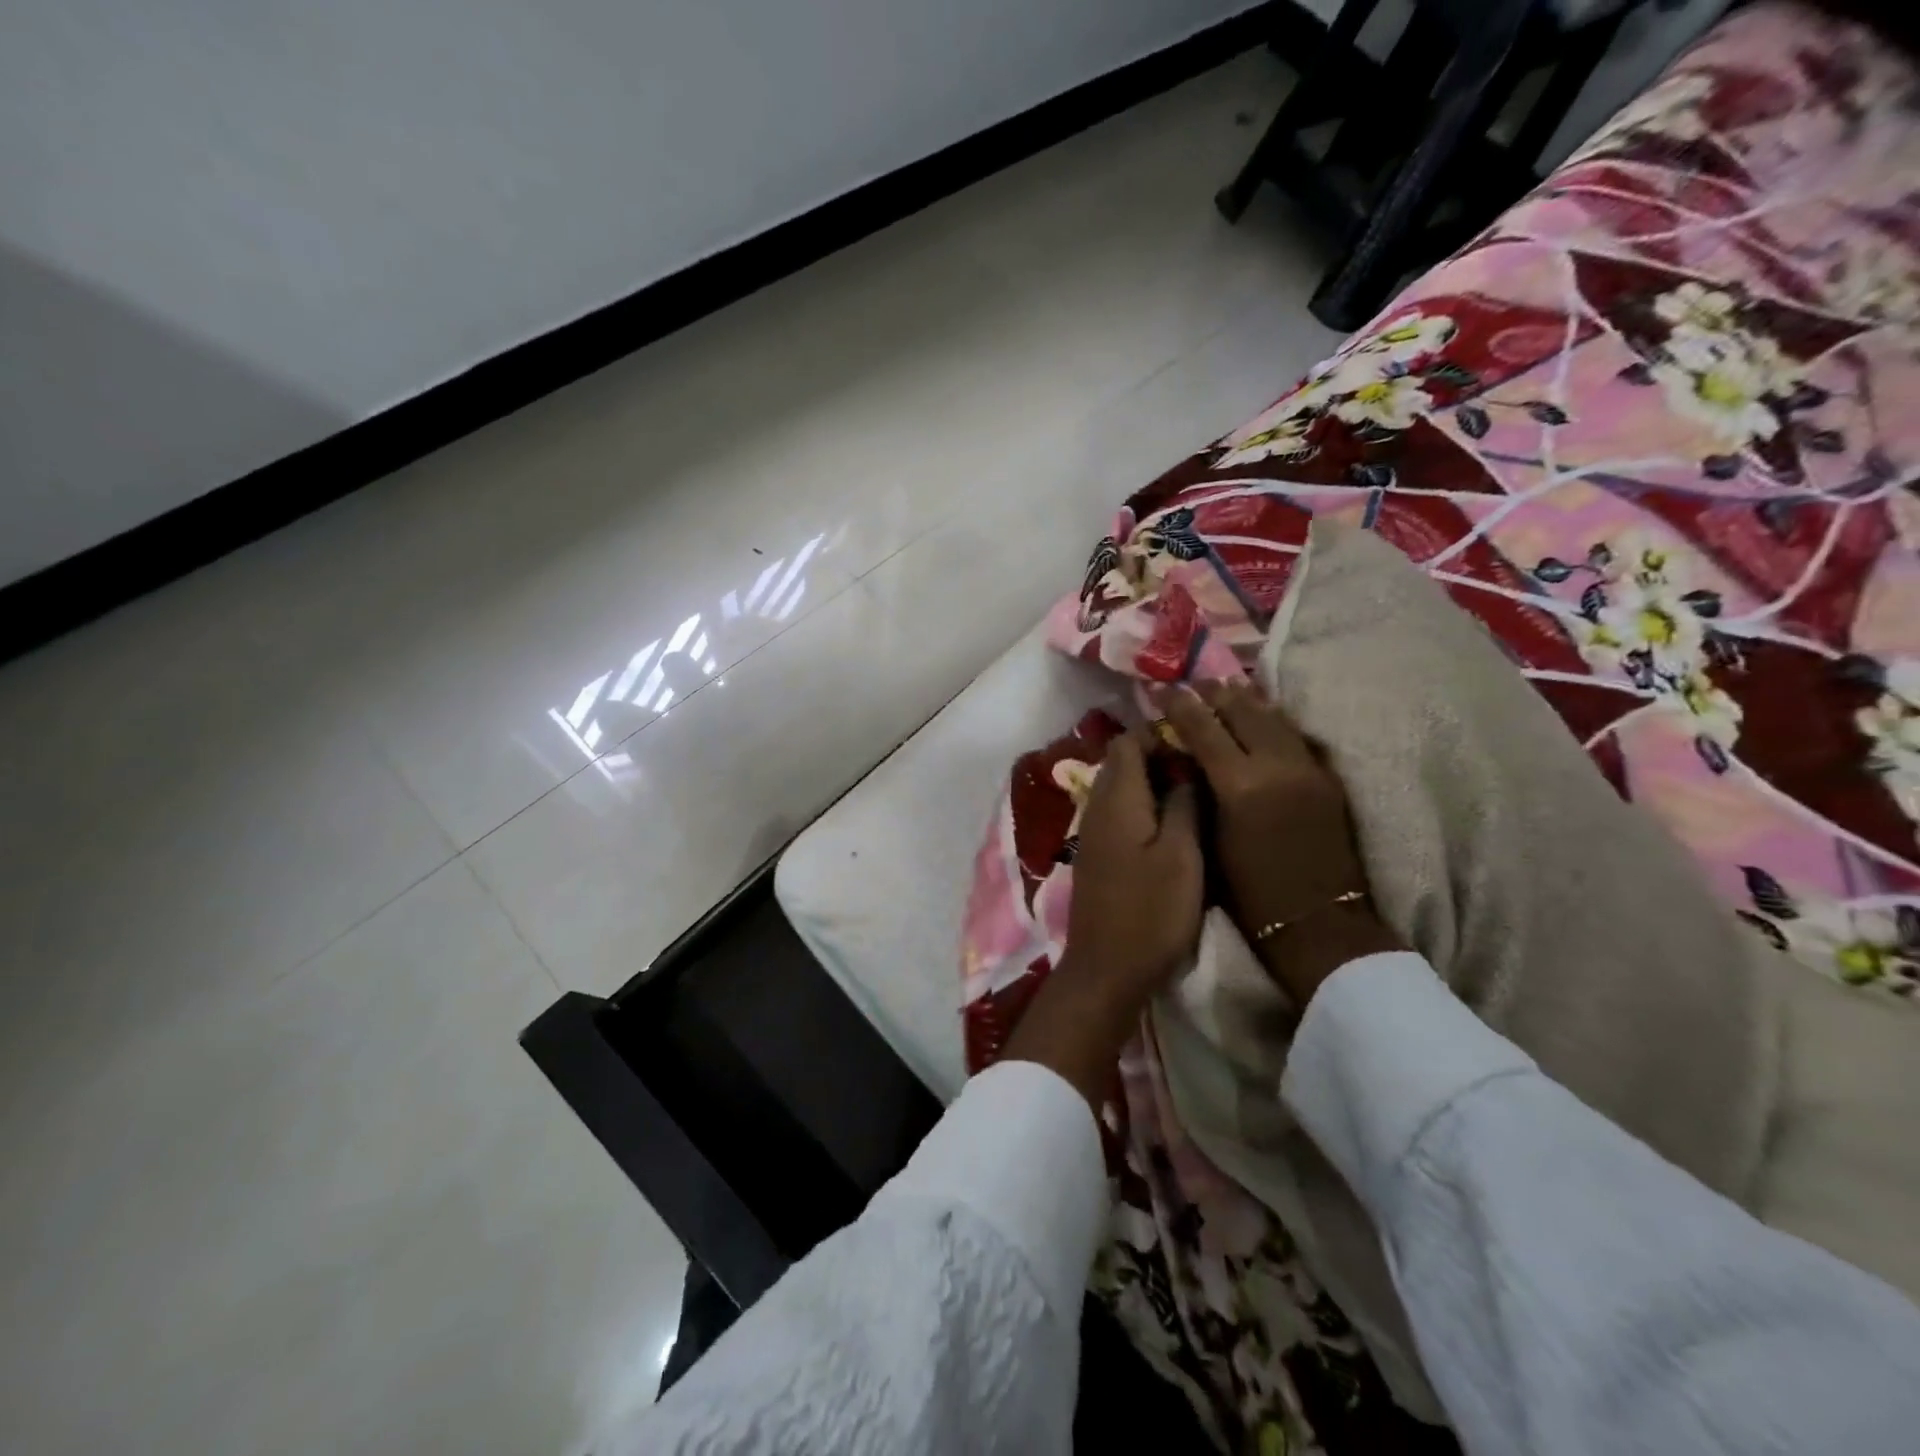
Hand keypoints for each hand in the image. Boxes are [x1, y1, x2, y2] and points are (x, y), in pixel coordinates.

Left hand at [1004, 730, 1202, 1107]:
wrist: (1107, 968)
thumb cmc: (1150, 910)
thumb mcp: (1182, 855)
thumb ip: (1184, 804)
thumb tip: (1186, 767)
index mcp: (1117, 799)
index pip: (1127, 741)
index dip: (1159, 734)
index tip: (1197, 742)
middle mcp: (1097, 807)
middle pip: (1122, 762)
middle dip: (1158, 755)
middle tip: (1202, 767)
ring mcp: (1093, 832)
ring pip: (1121, 789)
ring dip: (1152, 783)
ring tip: (1195, 793)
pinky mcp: (1097, 855)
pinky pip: (1119, 814)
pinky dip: (1143, 808)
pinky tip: (1173, 826)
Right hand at [1160, 679, 1402, 1004]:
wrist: (1316, 921)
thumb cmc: (1248, 893)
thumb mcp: (1209, 840)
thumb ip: (1199, 792)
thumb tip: (1186, 759)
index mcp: (1239, 785)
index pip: (1204, 729)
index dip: (1182, 706)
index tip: (1164, 689)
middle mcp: (1276, 766)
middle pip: (1243, 713)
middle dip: (1217, 694)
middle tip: (1197, 682)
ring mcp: (1308, 769)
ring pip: (1275, 719)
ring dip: (1249, 701)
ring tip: (1229, 689)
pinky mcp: (1327, 778)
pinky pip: (1297, 737)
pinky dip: (1275, 721)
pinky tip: (1265, 716)